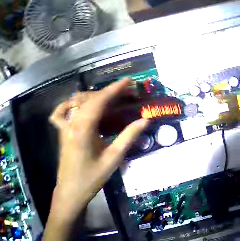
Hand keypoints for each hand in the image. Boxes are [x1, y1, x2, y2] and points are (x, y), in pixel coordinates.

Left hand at [48, 78, 148, 219]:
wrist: (70, 192)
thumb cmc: (92, 176)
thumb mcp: (115, 157)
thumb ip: (129, 136)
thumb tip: (145, 119)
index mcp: (83, 130)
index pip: (99, 102)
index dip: (114, 89)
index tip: (128, 81)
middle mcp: (71, 124)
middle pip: (88, 98)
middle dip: (109, 91)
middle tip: (127, 93)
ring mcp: (64, 127)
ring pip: (76, 102)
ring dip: (95, 95)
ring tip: (112, 98)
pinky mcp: (63, 132)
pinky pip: (62, 112)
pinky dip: (71, 104)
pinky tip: (80, 105)